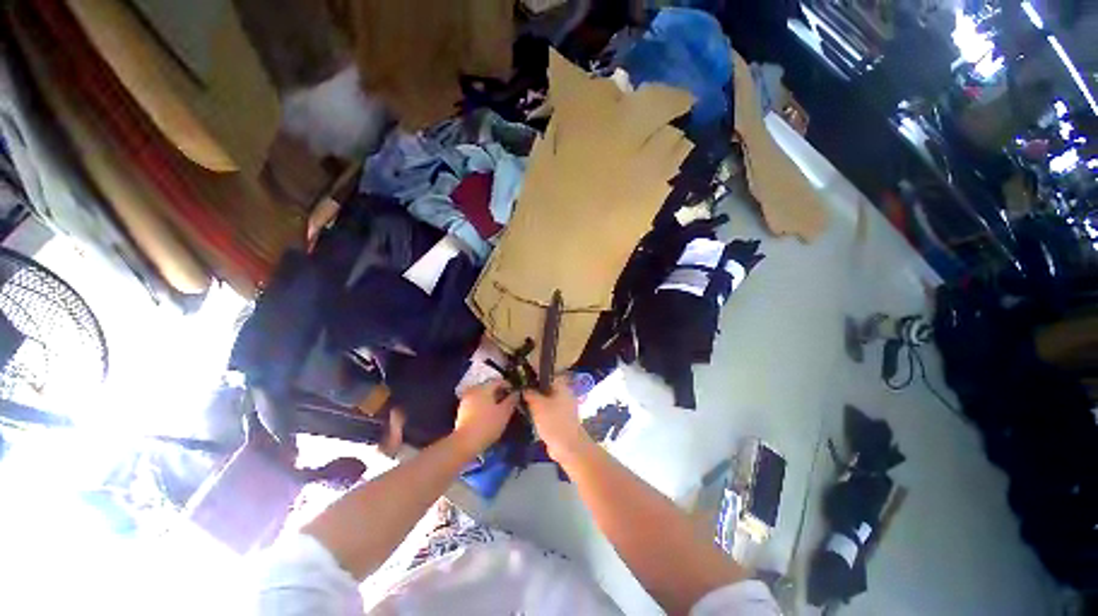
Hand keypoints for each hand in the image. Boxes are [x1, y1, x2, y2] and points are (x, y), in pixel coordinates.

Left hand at [452, 379, 517, 456]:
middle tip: (509, 401)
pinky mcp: (462, 410)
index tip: (515, 393)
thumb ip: (512, 400)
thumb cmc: (487, 425)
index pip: (499, 381)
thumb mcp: (504, 412)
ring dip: (492, 399)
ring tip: (500, 408)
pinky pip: (476, 402)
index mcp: (484, 388)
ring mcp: (466, 399)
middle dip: (500, 392)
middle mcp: (474, 390)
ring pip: (482, 394)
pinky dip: (484, 404)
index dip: (509, 385)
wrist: (465, 442)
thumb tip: (517, 392)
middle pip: (490, 387)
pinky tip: (488, 414)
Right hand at [525, 378, 589, 463]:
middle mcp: (564, 395)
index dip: (533, 378)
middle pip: (546, 389)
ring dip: (536, 405)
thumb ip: (529, 393)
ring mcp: (564, 408)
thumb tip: (524, 388)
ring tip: (522, 406)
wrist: (568, 446)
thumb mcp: (537, 404)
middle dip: (533, 393)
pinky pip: (549, 413)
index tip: (522, 383)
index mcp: (561, 387)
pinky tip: (530, 418)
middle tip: (520, 396)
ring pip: (547, 402)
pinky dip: (540, 415)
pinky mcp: (562, 420)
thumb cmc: (553, 421)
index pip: (546, 376)